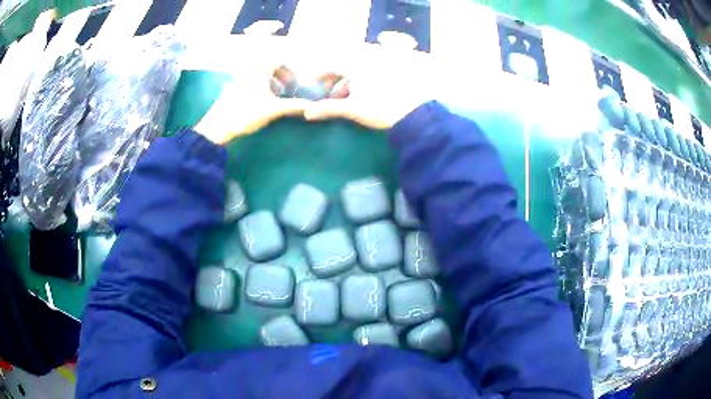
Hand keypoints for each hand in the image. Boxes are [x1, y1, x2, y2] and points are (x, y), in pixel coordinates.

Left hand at [194, 66, 310, 144]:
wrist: (217, 127)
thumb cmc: (246, 113)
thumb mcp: (273, 109)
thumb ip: (293, 106)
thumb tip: (312, 106)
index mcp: (259, 70)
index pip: (278, 61)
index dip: (288, 71)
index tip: (292, 84)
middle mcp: (248, 71)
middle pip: (267, 67)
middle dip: (279, 77)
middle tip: (285, 91)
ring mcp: (237, 80)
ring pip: (257, 76)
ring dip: (268, 84)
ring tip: (273, 98)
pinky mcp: (229, 90)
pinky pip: (247, 83)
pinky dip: (257, 89)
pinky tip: (257, 104)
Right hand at [303, 49, 434, 129]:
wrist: (413, 115)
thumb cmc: (380, 108)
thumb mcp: (351, 108)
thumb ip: (328, 108)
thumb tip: (306, 113)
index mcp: (357, 67)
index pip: (333, 65)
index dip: (321, 74)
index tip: (314, 84)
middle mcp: (369, 64)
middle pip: (345, 70)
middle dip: (335, 83)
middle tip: (329, 97)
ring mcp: (381, 71)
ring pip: (358, 75)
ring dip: (347, 87)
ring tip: (344, 102)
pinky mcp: (392, 79)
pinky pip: (369, 80)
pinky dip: (360, 88)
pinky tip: (361, 101)